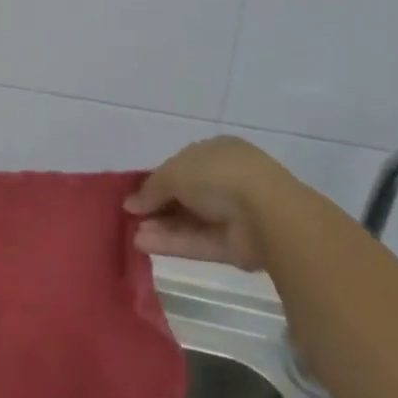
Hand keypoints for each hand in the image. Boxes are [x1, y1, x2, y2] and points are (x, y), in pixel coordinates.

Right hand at [124, 136, 299, 269]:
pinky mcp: (235, 245)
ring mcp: (233, 214)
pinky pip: (198, 242)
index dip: (157, 179)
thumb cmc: (218, 176)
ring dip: (161, 227)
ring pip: (190, 221)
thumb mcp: (174, 173)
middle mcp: (226, 180)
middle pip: (185, 195)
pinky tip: (143, 244)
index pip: (182, 165)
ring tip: (132, 234)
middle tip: (130, 217)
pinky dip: (172, 243)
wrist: (267, 213)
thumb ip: (151, 188)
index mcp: (217, 152)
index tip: (135, 193)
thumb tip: (130, 204)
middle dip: (157, 206)